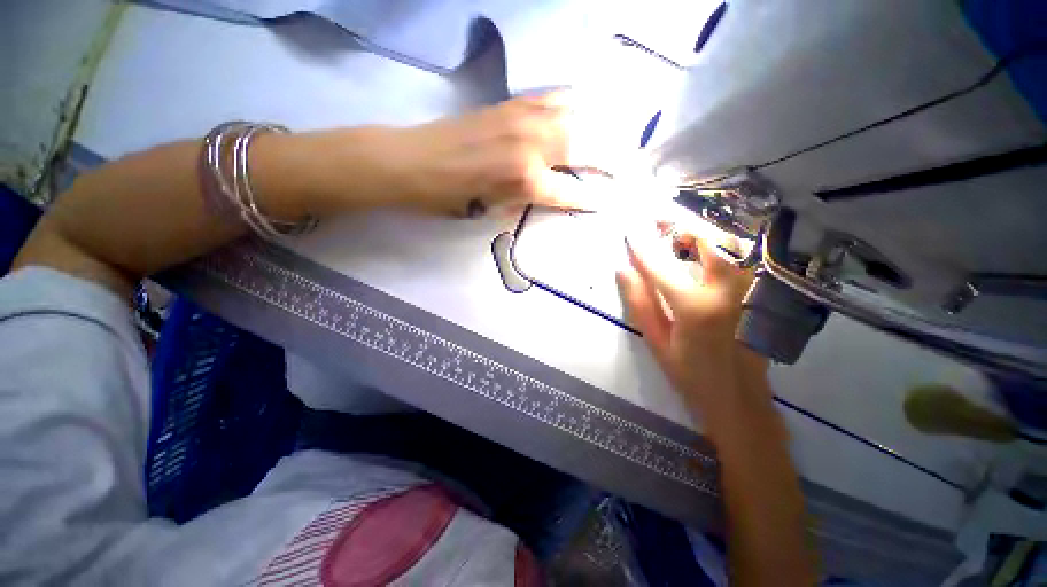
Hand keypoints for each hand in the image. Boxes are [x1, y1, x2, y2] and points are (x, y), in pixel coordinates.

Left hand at [381, 92, 598, 214]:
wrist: (411, 162)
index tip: (604, 202)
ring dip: (594, 127)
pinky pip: (549, 98)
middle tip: (625, 166)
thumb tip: (550, 196)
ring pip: (572, 115)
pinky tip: (576, 110)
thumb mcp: (492, 211)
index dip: (589, 199)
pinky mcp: (508, 104)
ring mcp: (521, 117)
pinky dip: (569, 104)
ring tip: (609, 137)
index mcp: (526, 178)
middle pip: (583, 145)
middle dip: (608, 158)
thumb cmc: (450, 197)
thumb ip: (526, 202)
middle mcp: (532, 143)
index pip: (570, 191)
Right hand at [617, 227, 768, 421]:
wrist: (739, 397)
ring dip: (700, 229)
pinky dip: (717, 242)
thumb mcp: (656, 342)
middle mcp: (728, 291)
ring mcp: (749, 288)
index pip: (662, 265)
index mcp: (696, 308)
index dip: (642, 246)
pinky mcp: (757, 291)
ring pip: (729, 241)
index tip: (629, 231)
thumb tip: (623, 269)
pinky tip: (699, 246)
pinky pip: (739, 254)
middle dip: (679, 223)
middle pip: (707, 240)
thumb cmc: (690, 375)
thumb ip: (640, 302)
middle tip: (656, 218)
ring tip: (675, 230)